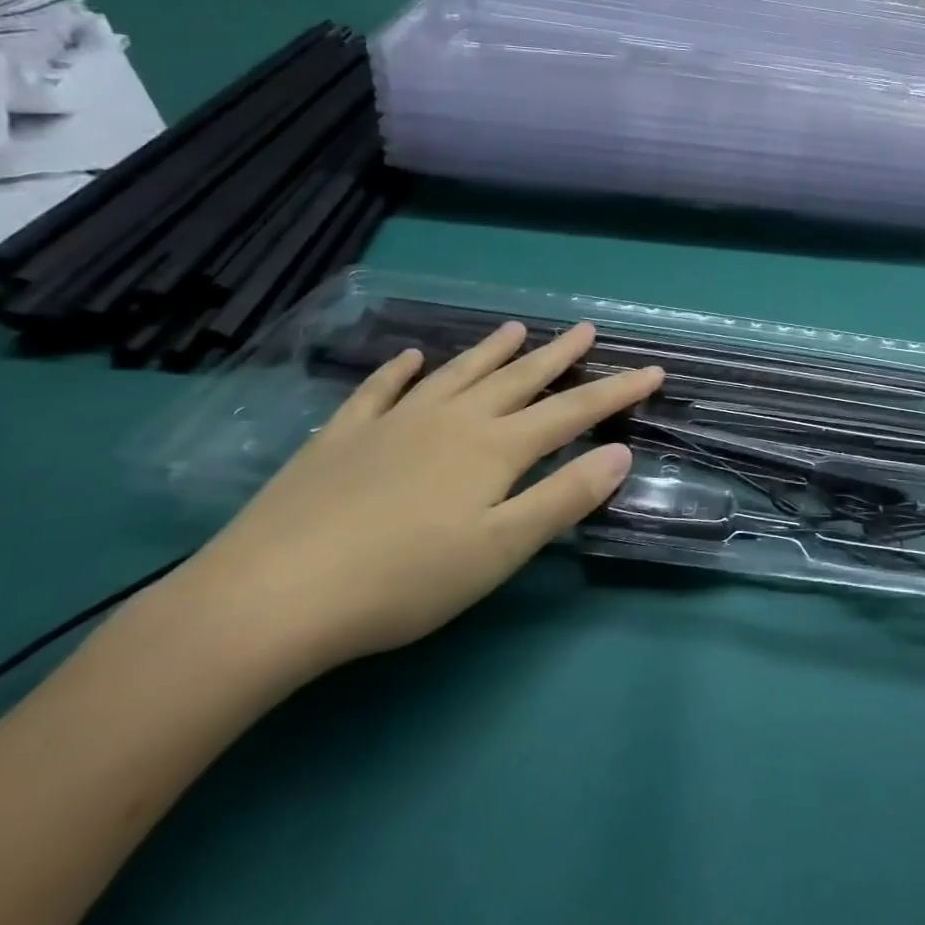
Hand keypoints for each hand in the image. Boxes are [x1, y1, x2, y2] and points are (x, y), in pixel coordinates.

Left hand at [175, 322, 661, 679]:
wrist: (270, 597)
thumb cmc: (403, 580)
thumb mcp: (501, 548)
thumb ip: (564, 497)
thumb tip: (620, 453)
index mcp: (495, 448)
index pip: (573, 411)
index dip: (617, 391)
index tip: (653, 370)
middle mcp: (452, 421)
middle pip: (519, 379)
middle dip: (559, 355)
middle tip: (586, 329)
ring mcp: (394, 423)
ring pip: (457, 374)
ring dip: (491, 351)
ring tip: (516, 328)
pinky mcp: (341, 438)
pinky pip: (379, 391)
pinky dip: (399, 371)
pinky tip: (411, 358)